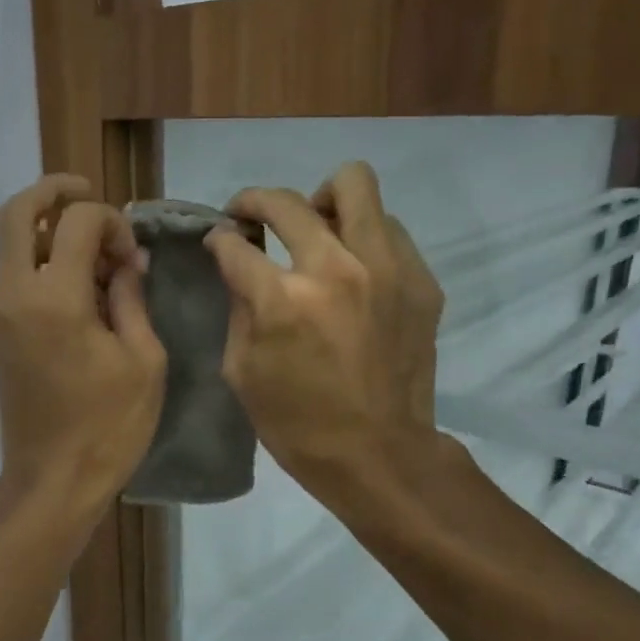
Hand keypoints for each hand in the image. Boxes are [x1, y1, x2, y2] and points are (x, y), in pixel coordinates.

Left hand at [0, 174, 166, 524]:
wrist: (52, 481)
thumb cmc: (109, 426)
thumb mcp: (143, 360)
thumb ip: (132, 299)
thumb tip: (127, 262)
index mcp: (54, 299)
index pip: (74, 222)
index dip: (110, 222)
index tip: (133, 255)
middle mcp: (15, 296)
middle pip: (16, 213)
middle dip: (53, 192)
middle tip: (88, 193)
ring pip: (11, 244)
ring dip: (49, 232)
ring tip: (97, 253)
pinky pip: (15, 277)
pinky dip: (42, 262)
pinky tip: (82, 286)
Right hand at [205, 162, 443, 500]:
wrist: (378, 454)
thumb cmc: (297, 423)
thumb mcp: (242, 372)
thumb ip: (238, 307)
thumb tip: (237, 265)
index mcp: (283, 300)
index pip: (236, 243)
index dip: (219, 238)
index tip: (220, 240)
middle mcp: (335, 269)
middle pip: (288, 201)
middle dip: (255, 202)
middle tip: (251, 219)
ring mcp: (386, 269)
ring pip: (355, 186)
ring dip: (322, 201)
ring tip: (315, 228)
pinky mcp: (421, 280)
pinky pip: (389, 229)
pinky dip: (363, 237)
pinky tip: (354, 268)